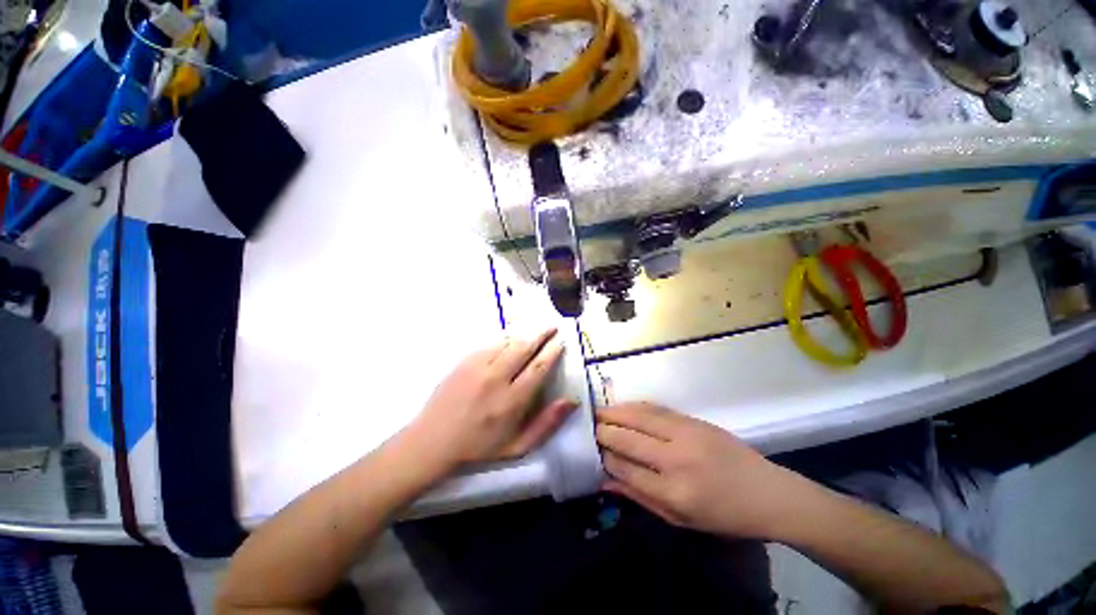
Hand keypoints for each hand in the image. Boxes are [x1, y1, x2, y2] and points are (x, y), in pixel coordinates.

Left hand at [402, 328, 576, 473]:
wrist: (432, 441)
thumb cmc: (478, 448)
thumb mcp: (517, 447)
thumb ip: (546, 424)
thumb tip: (571, 401)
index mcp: (511, 400)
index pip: (538, 367)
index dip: (552, 352)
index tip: (561, 342)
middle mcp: (496, 378)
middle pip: (524, 347)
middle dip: (541, 334)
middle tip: (553, 326)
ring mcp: (478, 366)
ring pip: (507, 342)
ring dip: (524, 335)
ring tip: (535, 332)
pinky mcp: (464, 361)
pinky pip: (490, 343)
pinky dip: (505, 339)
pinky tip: (511, 340)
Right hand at [596, 402, 811, 540]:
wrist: (768, 493)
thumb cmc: (724, 515)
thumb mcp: (680, 520)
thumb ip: (640, 497)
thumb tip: (605, 481)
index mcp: (674, 492)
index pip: (625, 469)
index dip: (604, 458)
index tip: (592, 453)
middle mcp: (675, 459)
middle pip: (627, 438)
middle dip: (602, 432)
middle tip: (587, 429)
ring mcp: (685, 434)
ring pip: (638, 416)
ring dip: (614, 412)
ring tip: (597, 413)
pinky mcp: (693, 420)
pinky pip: (656, 408)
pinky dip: (635, 406)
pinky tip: (623, 406)